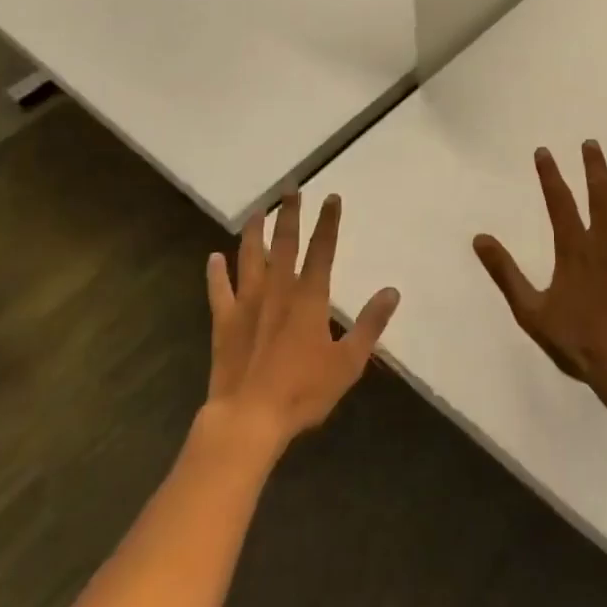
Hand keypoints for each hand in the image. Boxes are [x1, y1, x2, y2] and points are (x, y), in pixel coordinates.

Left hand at [204, 191, 399, 451]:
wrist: (249, 418)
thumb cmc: (303, 391)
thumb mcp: (348, 362)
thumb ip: (370, 324)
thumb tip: (392, 291)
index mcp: (309, 298)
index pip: (322, 250)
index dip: (328, 223)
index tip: (331, 197)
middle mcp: (278, 291)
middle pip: (285, 244)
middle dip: (289, 215)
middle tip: (290, 189)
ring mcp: (248, 304)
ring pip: (250, 258)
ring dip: (254, 233)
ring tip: (257, 212)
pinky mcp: (224, 322)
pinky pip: (219, 291)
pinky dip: (216, 273)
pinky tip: (214, 257)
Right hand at [473, 141, 606, 397]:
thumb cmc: (578, 340)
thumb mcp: (531, 311)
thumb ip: (505, 272)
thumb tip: (480, 239)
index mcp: (575, 249)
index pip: (559, 201)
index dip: (550, 174)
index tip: (544, 151)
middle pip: (602, 195)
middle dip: (595, 167)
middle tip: (592, 144)